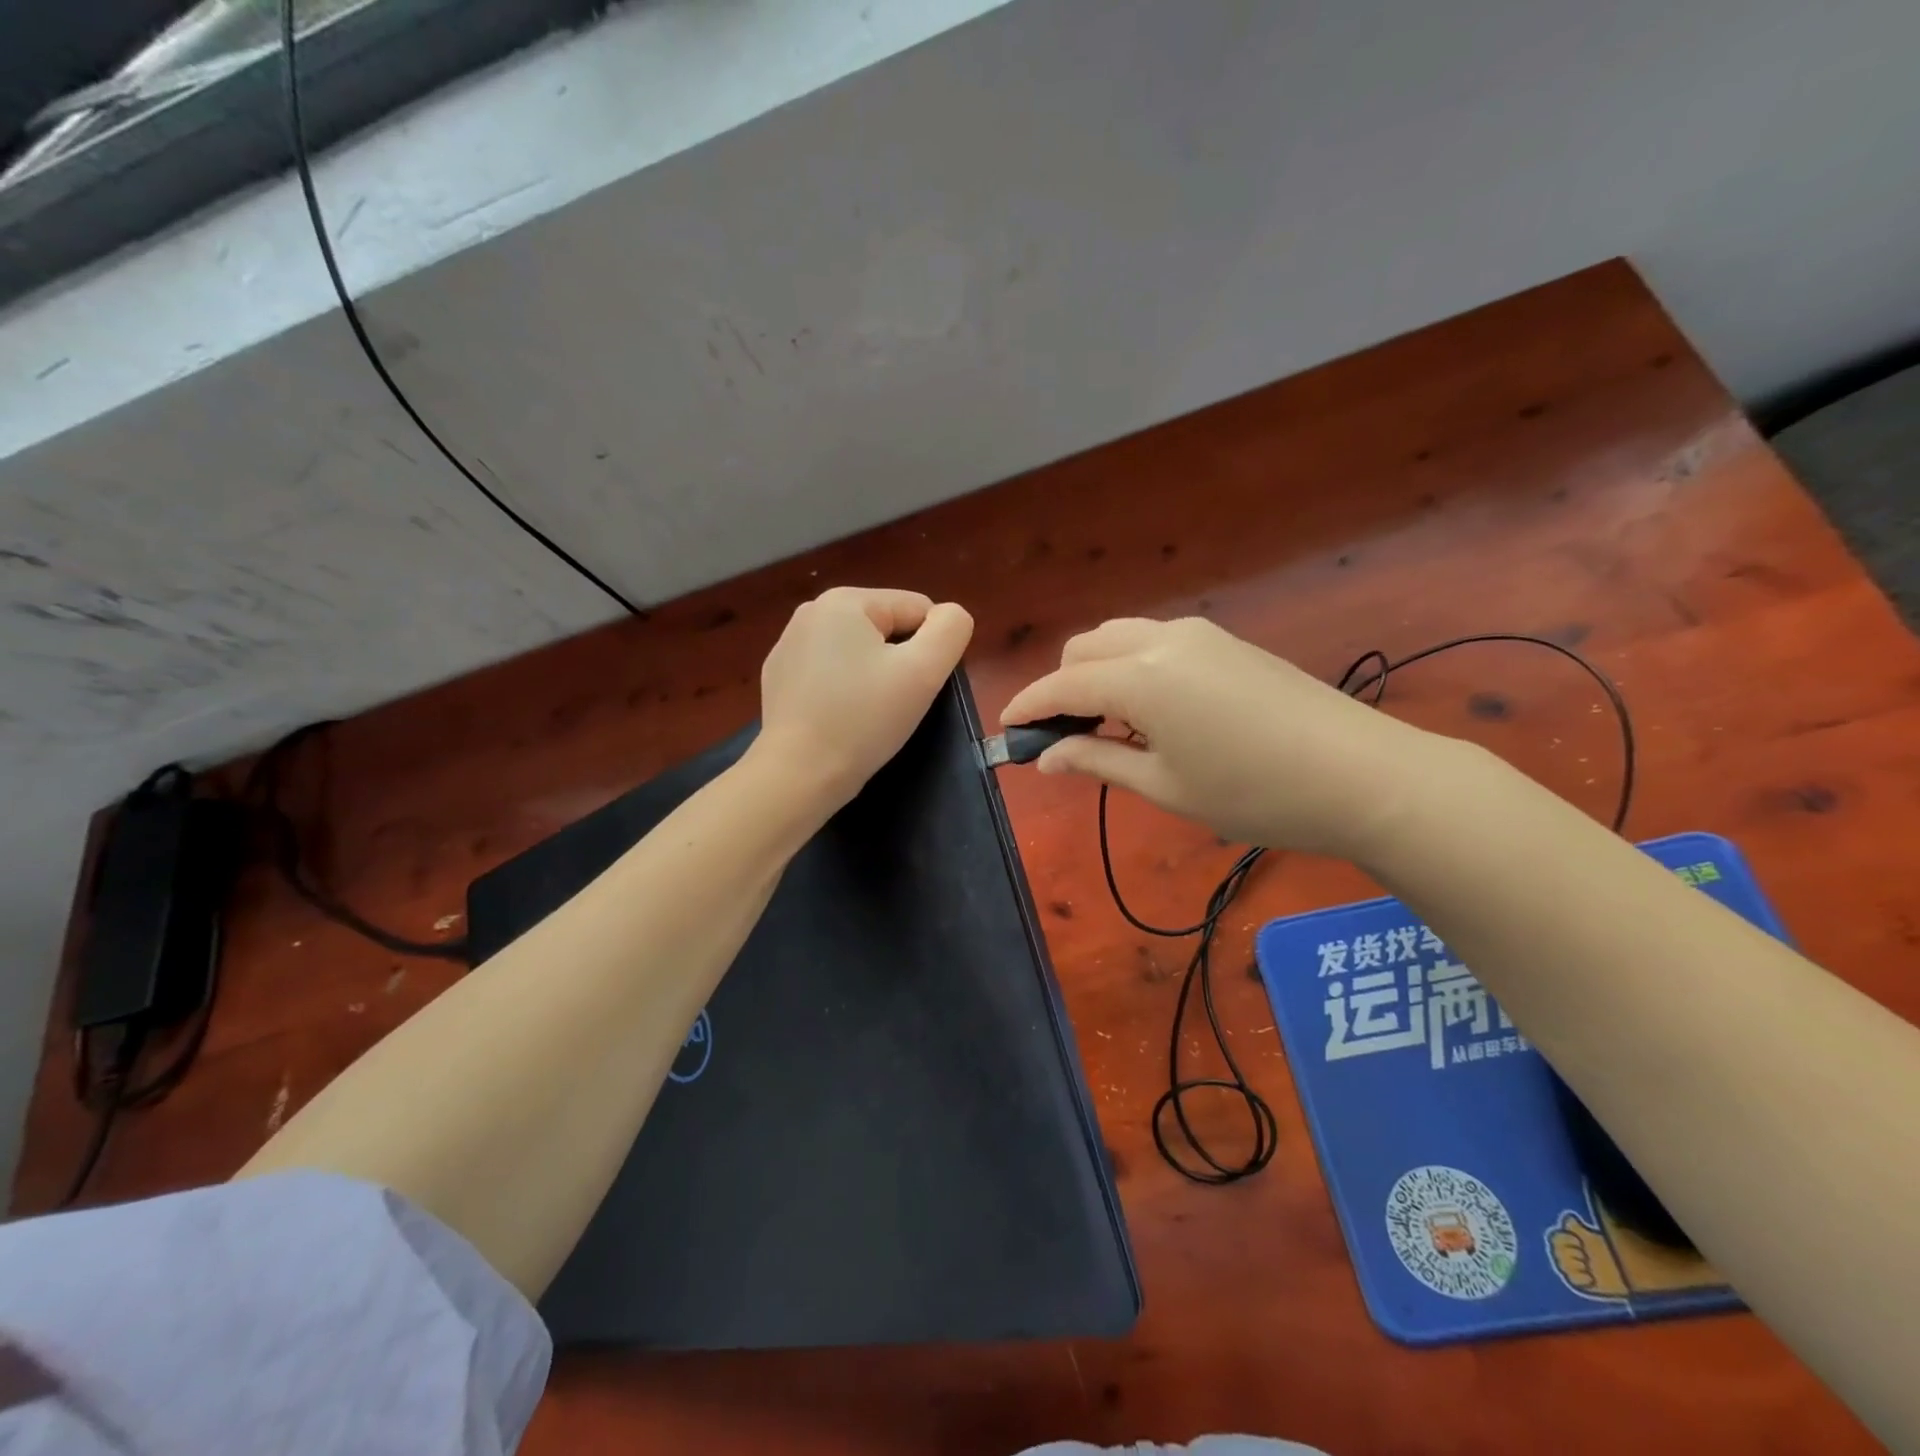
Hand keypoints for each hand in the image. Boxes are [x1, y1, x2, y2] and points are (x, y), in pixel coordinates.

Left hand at [754, 586, 973, 811]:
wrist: (798, 775)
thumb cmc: (863, 720)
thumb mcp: (923, 672)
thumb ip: (950, 630)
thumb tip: (951, 615)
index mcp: (844, 601)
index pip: (917, 609)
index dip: (931, 649)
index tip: (919, 687)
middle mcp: (811, 612)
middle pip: (887, 628)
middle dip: (901, 662)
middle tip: (897, 704)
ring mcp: (789, 646)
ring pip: (859, 652)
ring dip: (874, 676)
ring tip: (869, 715)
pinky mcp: (779, 679)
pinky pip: (830, 673)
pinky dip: (844, 691)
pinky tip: (841, 720)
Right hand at [1001, 616, 1441, 857]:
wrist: (1363, 774)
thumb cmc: (1254, 793)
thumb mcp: (1165, 787)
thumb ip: (1096, 762)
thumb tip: (1045, 758)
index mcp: (1140, 678)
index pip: (1062, 686)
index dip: (1029, 708)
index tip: (1007, 732)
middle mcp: (1162, 641)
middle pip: (1084, 649)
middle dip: (1062, 688)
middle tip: (1066, 740)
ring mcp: (1199, 635)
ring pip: (1119, 638)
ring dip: (1097, 674)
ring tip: (1110, 728)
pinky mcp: (1226, 640)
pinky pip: (1155, 642)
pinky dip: (1132, 668)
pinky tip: (1152, 712)